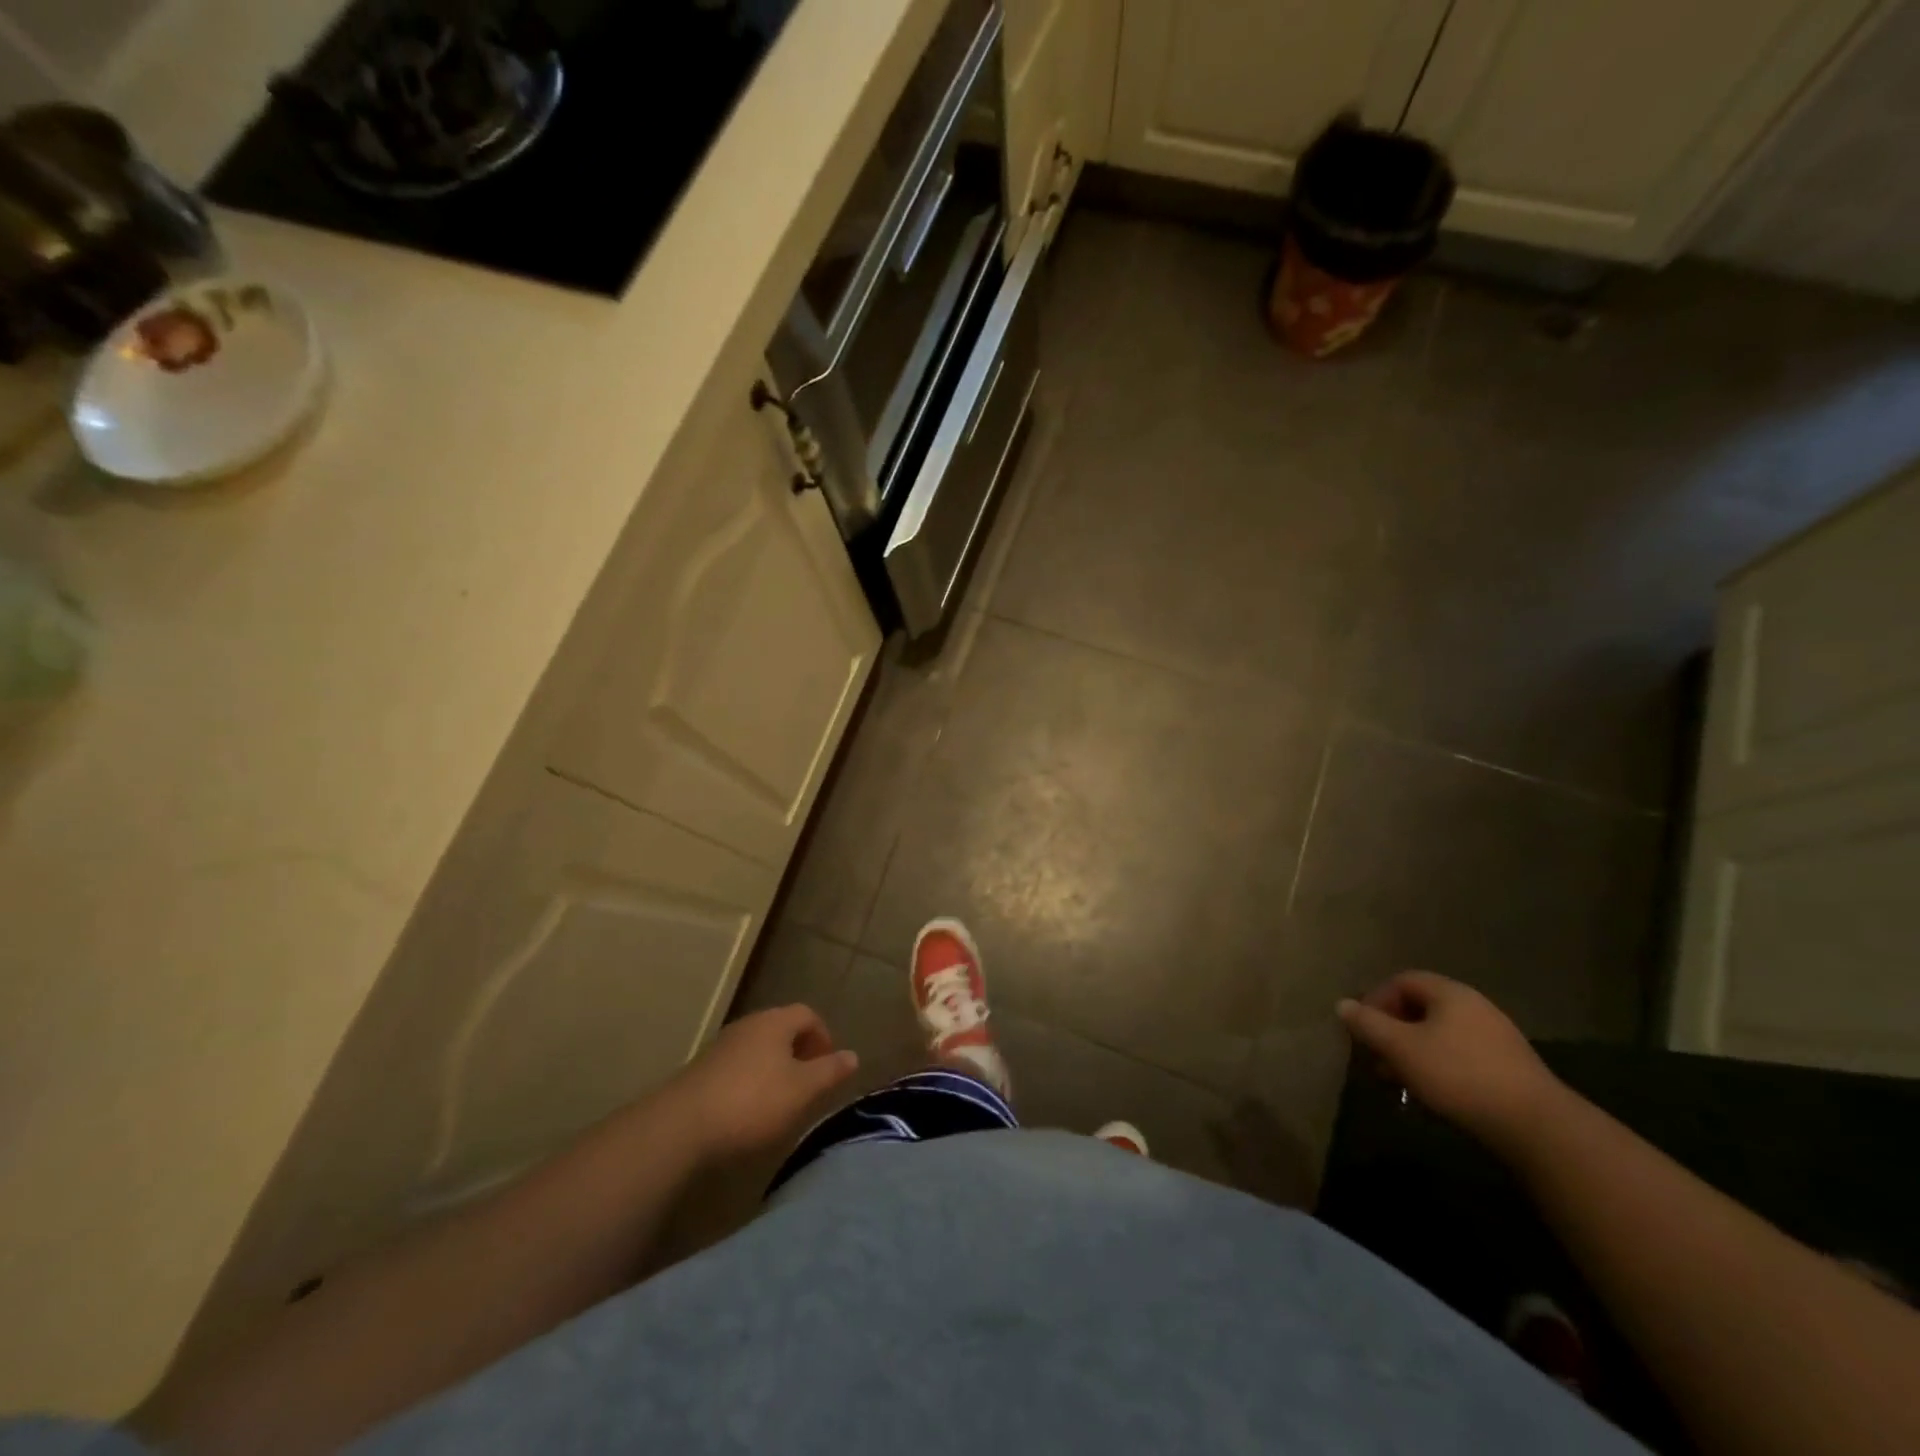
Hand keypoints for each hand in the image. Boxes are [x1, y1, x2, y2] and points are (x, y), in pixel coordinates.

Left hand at [669, 1005, 858, 1162]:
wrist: (680, 1128)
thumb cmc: (752, 1103)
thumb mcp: (802, 1090)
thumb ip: (830, 1071)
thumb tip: (852, 1055)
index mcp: (775, 1022)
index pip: (807, 1014)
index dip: (823, 1036)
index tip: (829, 1066)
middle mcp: (748, 1025)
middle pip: (781, 1029)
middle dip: (799, 1052)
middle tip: (809, 1083)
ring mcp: (721, 1046)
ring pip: (758, 1048)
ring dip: (775, 1067)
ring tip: (782, 1100)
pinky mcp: (701, 1071)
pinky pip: (737, 1067)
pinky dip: (751, 1081)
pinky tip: (749, 1111)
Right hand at [1337, 972, 1561, 1150]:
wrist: (1536, 1126)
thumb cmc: (1459, 1075)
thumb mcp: (1401, 1048)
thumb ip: (1368, 1024)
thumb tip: (1342, 1004)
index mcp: (1450, 993)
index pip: (1401, 980)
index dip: (1375, 1000)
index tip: (1362, 1029)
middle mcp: (1474, 1006)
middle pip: (1420, 1007)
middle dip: (1392, 1030)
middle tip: (1375, 1057)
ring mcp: (1496, 1036)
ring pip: (1439, 1034)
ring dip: (1412, 1051)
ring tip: (1398, 1080)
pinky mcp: (1509, 1066)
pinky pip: (1460, 1054)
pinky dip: (1437, 1065)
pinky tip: (1432, 1091)